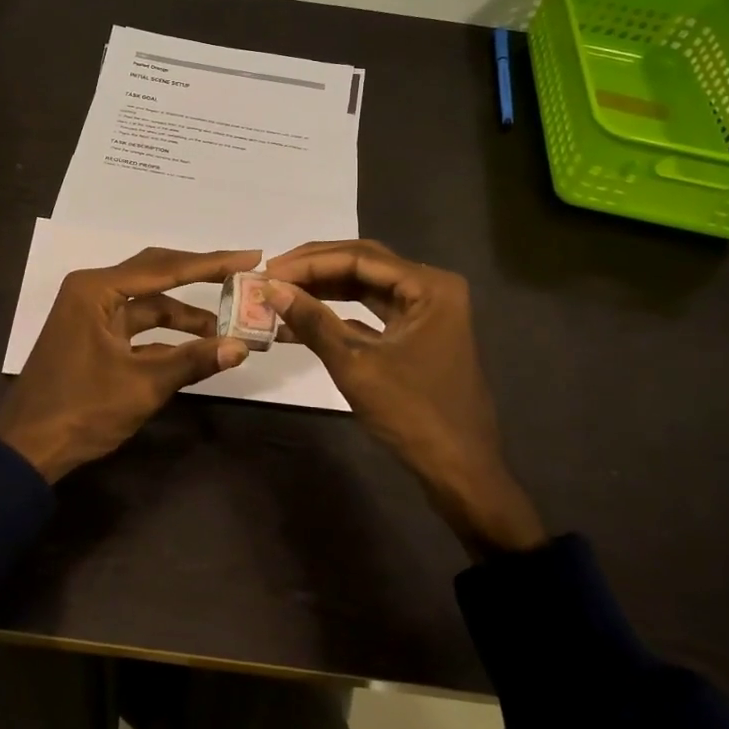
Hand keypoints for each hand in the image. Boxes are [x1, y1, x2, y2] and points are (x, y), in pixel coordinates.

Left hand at [0, 246, 260, 481]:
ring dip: (185, 316)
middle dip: (200, 277)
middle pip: (157, 276)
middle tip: (243, 276)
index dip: (211, 263)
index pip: (165, 268)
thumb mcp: (142, 385)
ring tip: (227, 326)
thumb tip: (241, 347)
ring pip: (149, 305)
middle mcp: (92, 292)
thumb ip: (193, 360)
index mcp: (96, 290)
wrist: (27, 448)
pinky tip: (197, 347)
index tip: (250, 257)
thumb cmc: (81, 409)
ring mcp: (91, 316)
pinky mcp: (93, 339)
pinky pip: (138, 327)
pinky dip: (167, 336)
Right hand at [264, 239, 545, 554]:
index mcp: (429, 286)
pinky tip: (301, 320)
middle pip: (364, 265)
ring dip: (323, 289)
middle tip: (270, 275)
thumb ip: (313, 322)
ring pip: (365, 287)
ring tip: (279, 293)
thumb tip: (270, 289)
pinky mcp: (415, 335)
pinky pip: (371, 312)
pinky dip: (337, 314)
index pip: (360, 258)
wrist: (460, 471)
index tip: (268, 271)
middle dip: (314, 269)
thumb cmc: (413, 414)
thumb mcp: (356, 365)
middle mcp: (431, 289)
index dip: (309, 262)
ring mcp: (425, 312)